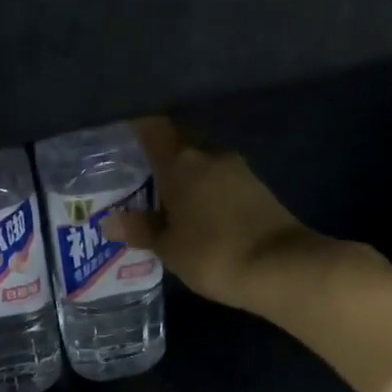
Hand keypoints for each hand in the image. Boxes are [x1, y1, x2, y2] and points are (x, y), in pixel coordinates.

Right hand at [106, 118, 339, 313]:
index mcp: (181, 163)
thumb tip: (111, 220)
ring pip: (200, 161)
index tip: (120, 132)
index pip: (153, 127)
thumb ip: (141, 229)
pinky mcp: (256, 187)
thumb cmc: (213, 254)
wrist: (280, 267)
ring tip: (163, 197)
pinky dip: (203, 189)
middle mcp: (209, 155)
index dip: (136, 124)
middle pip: (178, 141)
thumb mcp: (169, 248)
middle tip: (137, 173)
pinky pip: (218, 179)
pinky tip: (195, 211)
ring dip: (184, 174)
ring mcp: (237, 169)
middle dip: (159, 154)